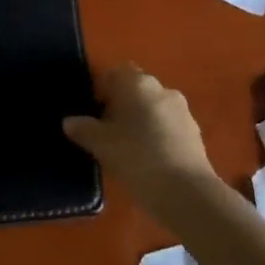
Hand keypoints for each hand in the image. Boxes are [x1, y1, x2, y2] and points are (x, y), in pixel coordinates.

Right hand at [63, 65, 215, 219]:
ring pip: (153, 108)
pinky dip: (157, 135)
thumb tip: (70, 121)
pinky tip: (148, 159)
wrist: (185, 191)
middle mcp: (162, 89)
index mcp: (137, 83)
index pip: (114, 73)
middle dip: (120, 105)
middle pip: (135, 90)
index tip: (92, 113)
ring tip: (127, 148)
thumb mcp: (100, 144)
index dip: (100, 90)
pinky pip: (168, 126)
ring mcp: (182, 110)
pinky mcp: (195, 132)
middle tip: (106, 132)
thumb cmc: (136, 157)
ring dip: (140, 121)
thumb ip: (83, 129)